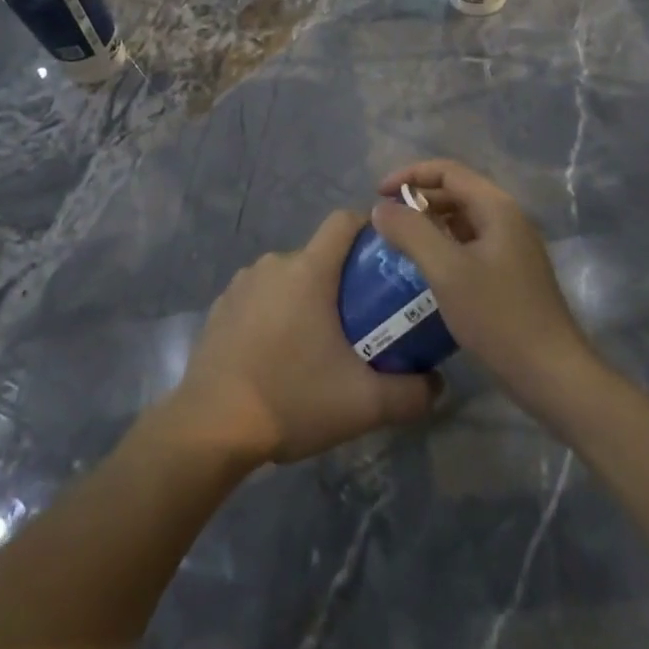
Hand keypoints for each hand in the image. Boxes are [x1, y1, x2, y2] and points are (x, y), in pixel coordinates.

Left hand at [164, 211, 440, 466]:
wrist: (209, 428)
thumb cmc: (291, 399)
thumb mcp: (363, 404)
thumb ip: (410, 394)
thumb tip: (438, 385)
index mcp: (308, 270)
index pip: (344, 221)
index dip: (369, 228)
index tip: (387, 257)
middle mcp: (273, 265)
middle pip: (319, 256)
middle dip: (342, 280)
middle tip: (362, 320)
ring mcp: (241, 285)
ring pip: (288, 277)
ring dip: (306, 298)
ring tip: (318, 343)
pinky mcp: (220, 308)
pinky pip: (260, 297)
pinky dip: (275, 313)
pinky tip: (278, 355)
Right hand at [372, 160, 597, 408]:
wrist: (551, 373)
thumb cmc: (497, 317)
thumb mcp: (446, 270)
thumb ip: (411, 232)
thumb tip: (381, 208)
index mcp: (496, 207)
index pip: (447, 171)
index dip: (409, 175)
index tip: (378, 195)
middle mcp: (507, 218)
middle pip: (456, 192)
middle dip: (417, 200)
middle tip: (385, 223)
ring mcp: (511, 247)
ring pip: (462, 220)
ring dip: (429, 224)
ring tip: (398, 245)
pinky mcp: (510, 274)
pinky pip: (469, 245)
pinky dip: (443, 247)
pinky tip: (425, 271)